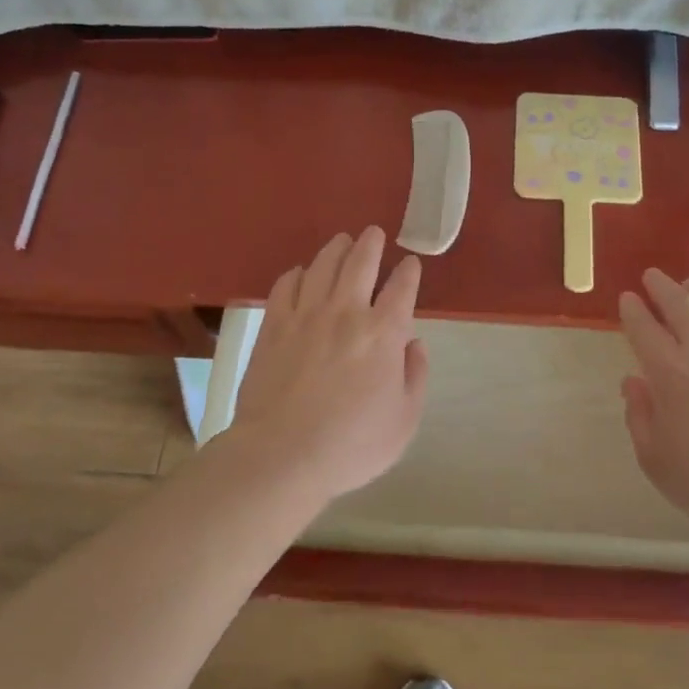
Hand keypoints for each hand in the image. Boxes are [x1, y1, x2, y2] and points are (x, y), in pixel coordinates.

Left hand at [228, 227, 428, 502]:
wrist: (282, 455)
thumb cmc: (352, 445)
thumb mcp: (405, 421)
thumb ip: (416, 376)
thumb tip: (413, 343)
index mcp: (384, 333)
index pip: (402, 288)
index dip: (409, 272)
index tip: (410, 264)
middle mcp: (346, 312)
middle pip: (360, 262)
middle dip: (371, 244)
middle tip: (374, 233)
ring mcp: (305, 315)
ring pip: (322, 265)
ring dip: (336, 249)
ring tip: (342, 241)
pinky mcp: (273, 325)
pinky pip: (286, 285)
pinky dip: (297, 273)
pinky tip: (301, 273)